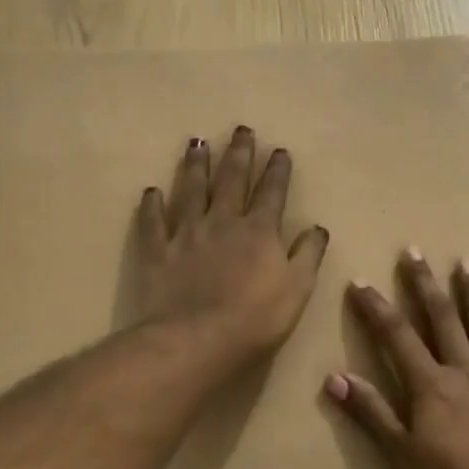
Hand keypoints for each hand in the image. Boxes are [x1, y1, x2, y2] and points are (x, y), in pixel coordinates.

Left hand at [133, 127, 329, 368]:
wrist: (197, 339)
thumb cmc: (255, 318)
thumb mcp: (297, 289)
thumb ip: (308, 255)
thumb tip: (317, 228)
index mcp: (259, 231)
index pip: (272, 193)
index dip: (277, 171)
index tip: (278, 150)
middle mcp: (222, 222)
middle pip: (231, 180)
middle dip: (238, 154)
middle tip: (240, 129)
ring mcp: (186, 234)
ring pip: (191, 191)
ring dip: (195, 166)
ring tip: (197, 143)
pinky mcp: (157, 252)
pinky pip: (153, 223)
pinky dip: (152, 205)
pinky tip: (151, 191)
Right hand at [326, 250, 468, 468]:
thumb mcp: (402, 455)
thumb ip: (371, 413)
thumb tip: (334, 377)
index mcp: (431, 386)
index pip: (397, 336)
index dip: (377, 307)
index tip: (361, 281)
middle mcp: (465, 372)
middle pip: (442, 319)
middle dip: (425, 283)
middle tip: (415, 250)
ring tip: (466, 263)